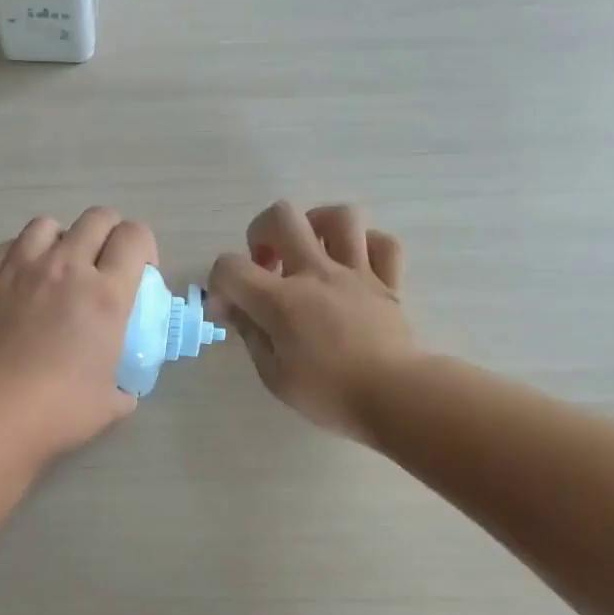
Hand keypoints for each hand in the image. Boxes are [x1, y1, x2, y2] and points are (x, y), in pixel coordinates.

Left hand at [0, 207, 156, 465]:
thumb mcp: (112, 402)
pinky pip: (10, 246)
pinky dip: (22, 254)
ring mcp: (23, 269)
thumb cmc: (59, 411)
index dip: (144, 248)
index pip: (134, 236)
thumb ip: (124, 384)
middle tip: (105, 269)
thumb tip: (122, 386)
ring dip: (63, 240)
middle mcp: (67, 268)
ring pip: (49, 224)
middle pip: (97, 218)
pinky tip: (24, 281)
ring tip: (60, 270)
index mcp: (107, 294)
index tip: (140, 275)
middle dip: (109, 235)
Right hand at [207, 201, 419, 442]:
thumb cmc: (328, 394)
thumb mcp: (273, 374)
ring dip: (315, 226)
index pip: (230, 267)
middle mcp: (316, 274)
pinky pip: (382, 243)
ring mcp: (356, 273)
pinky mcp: (388, 282)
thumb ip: (250, 333)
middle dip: (261, 233)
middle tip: (266, 266)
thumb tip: (232, 307)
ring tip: (309, 252)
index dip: (218, 283)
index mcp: (281, 300)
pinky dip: (364, 246)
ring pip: (339, 217)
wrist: (395, 397)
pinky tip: (351, 264)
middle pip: (281, 217)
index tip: (227, 310)